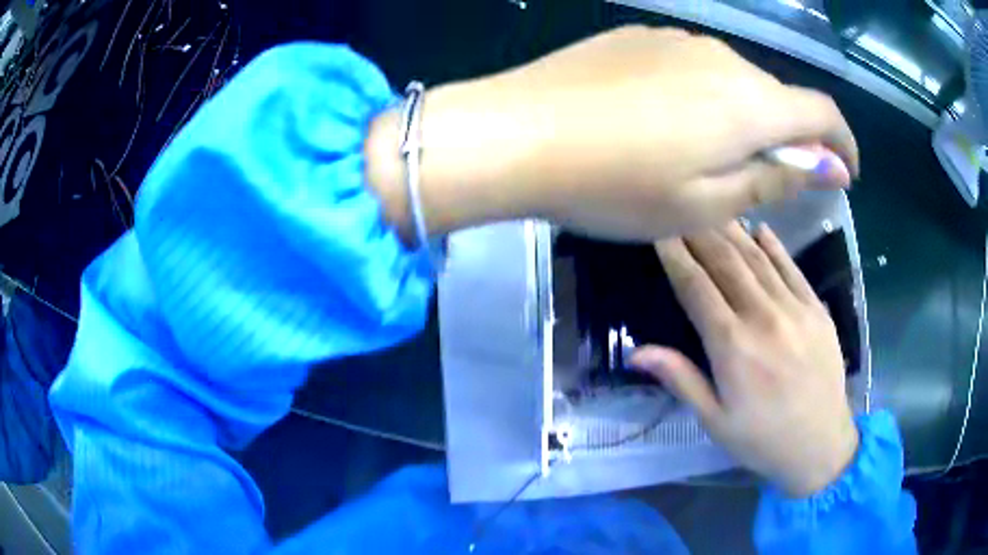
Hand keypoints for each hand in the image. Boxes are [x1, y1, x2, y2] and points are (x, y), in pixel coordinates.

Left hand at [365, 26, 858, 242]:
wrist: (518, 134)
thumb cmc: (615, 185)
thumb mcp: (707, 204)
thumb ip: (777, 178)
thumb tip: (829, 165)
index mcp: (749, 103)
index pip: (823, 114)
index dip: (843, 144)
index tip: (845, 172)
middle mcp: (722, 59)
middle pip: (778, 98)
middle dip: (785, 139)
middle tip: (758, 181)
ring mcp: (677, 41)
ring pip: (735, 83)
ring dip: (739, 119)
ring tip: (700, 158)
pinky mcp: (639, 38)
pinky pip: (693, 69)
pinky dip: (701, 98)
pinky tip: (662, 124)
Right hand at [631, 222, 858, 496]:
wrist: (820, 444)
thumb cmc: (762, 439)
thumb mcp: (715, 420)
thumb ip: (681, 379)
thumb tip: (637, 353)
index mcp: (733, 347)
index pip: (696, 288)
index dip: (675, 256)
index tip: (658, 229)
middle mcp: (763, 318)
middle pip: (726, 263)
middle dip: (700, 232)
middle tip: (682, 204)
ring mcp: (795, 309)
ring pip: (758, 259)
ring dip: (733, 231)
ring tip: (714, 207)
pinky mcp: (817, 309)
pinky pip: (792, 268)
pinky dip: (775, 246)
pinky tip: (760, 228)